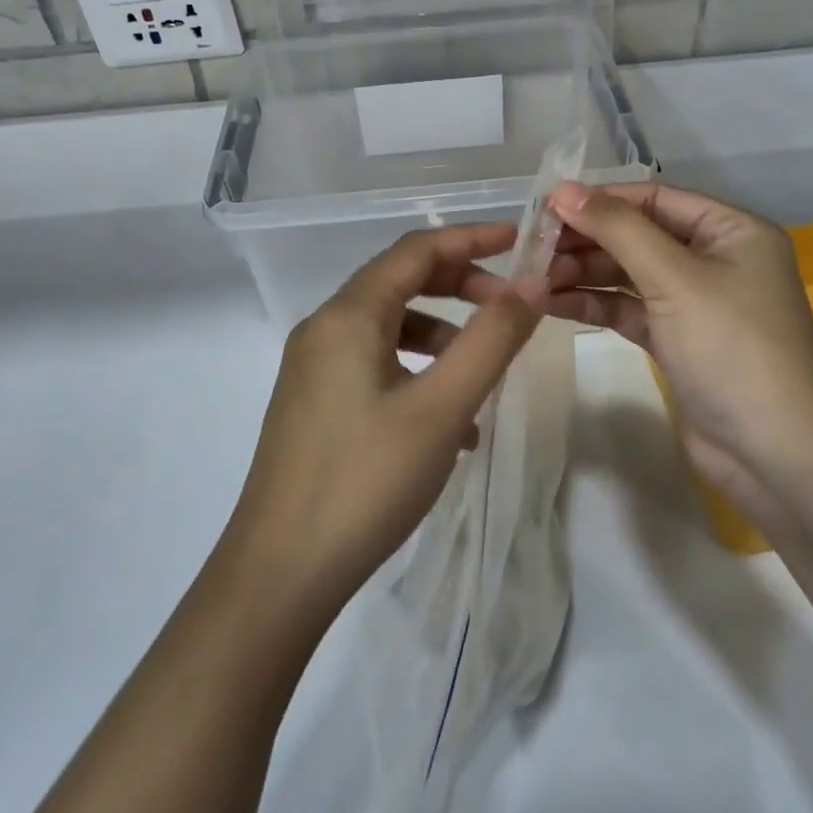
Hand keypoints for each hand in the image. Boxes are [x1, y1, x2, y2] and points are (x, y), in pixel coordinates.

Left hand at [224, 224, 544, 619]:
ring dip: (442, 335)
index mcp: (348, 316)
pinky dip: (416, 371)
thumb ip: (492, 339)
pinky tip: (449, 423)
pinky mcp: (314, 404)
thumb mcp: (442, 407)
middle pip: (400, 282)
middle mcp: (324, 329)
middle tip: (511, 305)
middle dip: (459, 285)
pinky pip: (374, 365)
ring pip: (389, 327)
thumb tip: (532, 283)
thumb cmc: (366, 481)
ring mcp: (313, 368)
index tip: (520, 240)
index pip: (416, 250)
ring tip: (484, 372)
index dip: (470, 238)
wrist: (279, 573)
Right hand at [544, 181, 812, 523]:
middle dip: (587, 240)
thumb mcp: (674, 278)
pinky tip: (552, 303)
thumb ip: (617, 229)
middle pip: (639, 235)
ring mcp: (696, 302)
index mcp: (732, 230)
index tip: (545, 207)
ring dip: (584, 273)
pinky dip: (594, 304)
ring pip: (629, 274)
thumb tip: (563, 190)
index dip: (600, 200)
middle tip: (532, 249)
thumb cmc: (731, 348)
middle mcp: (716, 258)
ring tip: (534, 278)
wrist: (774, 453)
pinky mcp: (678, 340)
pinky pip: (629, 308)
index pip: (655, 198)